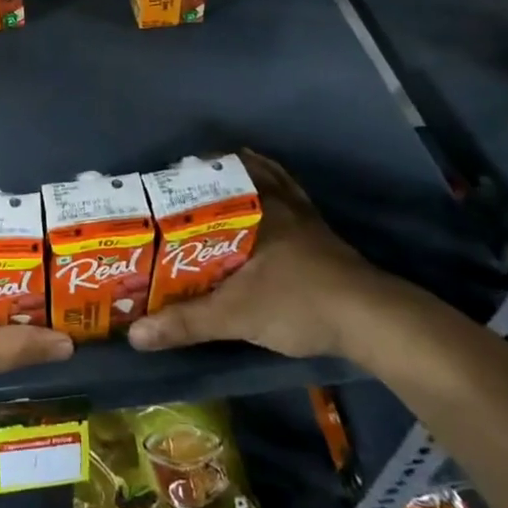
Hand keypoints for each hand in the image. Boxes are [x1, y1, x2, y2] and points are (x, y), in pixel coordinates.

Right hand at [127, 149, 397, 359]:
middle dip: (210, 174)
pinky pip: (291, 197)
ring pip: (268, 180)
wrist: (372, 320)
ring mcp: (304, 215)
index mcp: (253, 208)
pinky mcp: (322, 233)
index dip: (185, 175)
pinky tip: (267, 200)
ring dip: (243, 177)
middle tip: (182, 186)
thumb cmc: (297, 303)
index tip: (160, 181)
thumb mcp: (234, 315)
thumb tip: (135, 334)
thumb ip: (185, 322)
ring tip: (218, 182)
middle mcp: (278, 200)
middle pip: (239, 172)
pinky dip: (275, 190)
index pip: (212, 178)